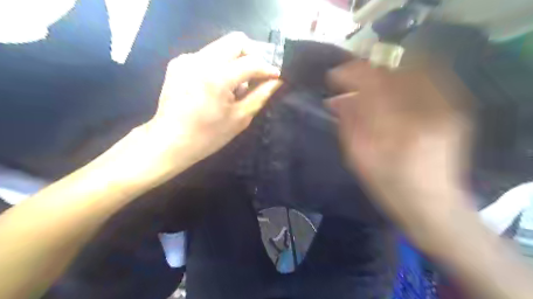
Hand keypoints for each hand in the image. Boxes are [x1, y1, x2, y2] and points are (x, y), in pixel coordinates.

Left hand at [131, 33, 279, 176]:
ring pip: (221, 46)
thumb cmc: (207, 136)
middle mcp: (200, 60)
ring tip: (235, 86)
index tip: (275, 76)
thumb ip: (260, 96)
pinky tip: (216, 86)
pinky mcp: (178, 63)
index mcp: (217, 77)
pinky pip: (207, 55)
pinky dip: (218, 65)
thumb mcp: (239, 118)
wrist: (169, 141)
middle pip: (236, 41)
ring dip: (235, 61)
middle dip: (252, 55)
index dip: (267, 68)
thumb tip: (276, 81)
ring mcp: (187, 59)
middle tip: (256, 76)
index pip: (251, 62)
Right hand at [327, 60, 472, 228]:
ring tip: (368, 82)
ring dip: (386, 72)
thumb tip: (337, 100)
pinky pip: (430, 79)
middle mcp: (427, 112)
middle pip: (394, 72)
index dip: (350, 74)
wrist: (434, 204)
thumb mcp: (359, 160)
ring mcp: (447, 108)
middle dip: (367, 70)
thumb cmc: (390, 187)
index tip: (333, 76)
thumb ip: (348, 125)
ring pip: (413, 70)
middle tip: (350, 80)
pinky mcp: (455, 109)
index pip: (373, 85)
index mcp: (398, 130)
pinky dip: (406, 76)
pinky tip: (392, 87)